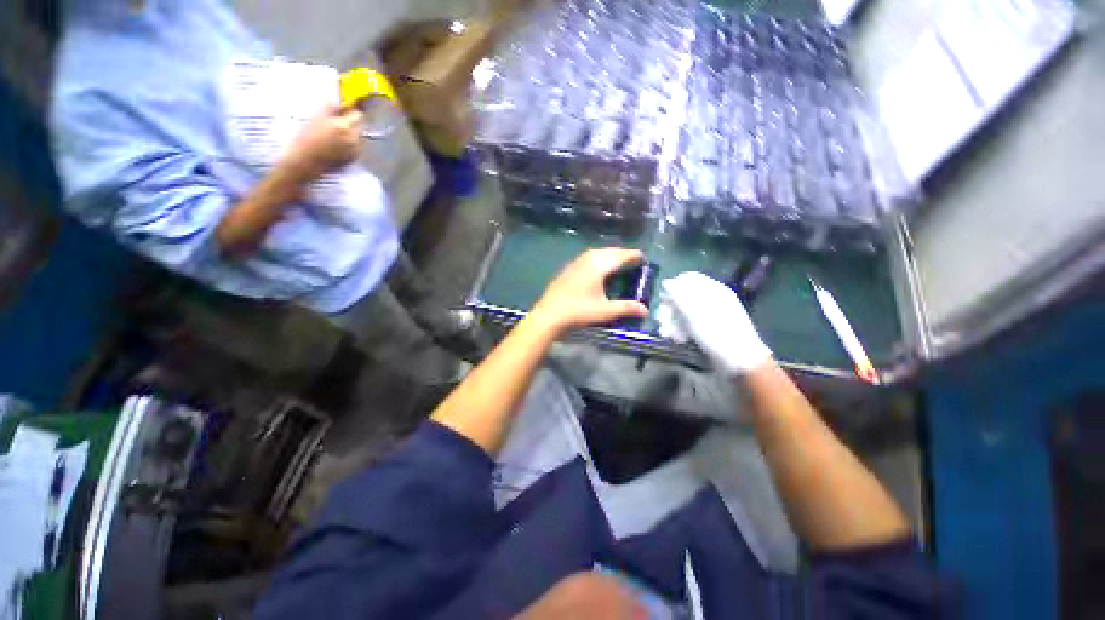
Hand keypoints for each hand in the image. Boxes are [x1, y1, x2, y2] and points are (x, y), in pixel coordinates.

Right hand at [280, 104, 363, 179]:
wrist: (304, 162)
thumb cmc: (306, 138)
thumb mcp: (315, 118)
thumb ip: (329, 107)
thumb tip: (337, 98)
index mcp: (344, 127)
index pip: (357, 115)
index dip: (351, 111)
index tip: (345, 110)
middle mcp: (353, 139)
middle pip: (358, 126)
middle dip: (350, 123)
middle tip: (335, 123)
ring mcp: (355, 151)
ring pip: (356, 137)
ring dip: (349, 134)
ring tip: (332, 136)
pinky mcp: (353, 160)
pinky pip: (355, 148)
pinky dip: (348, 145)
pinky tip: (334, 146)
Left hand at [530, 248, 649, 335]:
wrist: (549, 314)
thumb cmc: (579, 311)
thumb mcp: (605, 311)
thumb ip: (626, 308)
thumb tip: (645, 310)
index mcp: (599, 265)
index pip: (620, 256)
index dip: (632, 255)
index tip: (642, 257)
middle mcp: (588, 259)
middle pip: (609, 251)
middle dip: (621, 254)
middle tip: (632, 260)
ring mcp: (576, 262)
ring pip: (597, 253)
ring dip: (609, 255)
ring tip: (617, 262)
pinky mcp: (568, 268)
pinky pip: (588, 258)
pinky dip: (598, 259)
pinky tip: (597, 269)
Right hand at [657, 271, 771, 375]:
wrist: (740, 361)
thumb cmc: (716, 333)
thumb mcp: (694, 312)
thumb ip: (678, 295)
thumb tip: (666, 282)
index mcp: (713, 290)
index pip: (688, 279)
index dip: (672, 287)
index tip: (662, 301)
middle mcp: (713, 299)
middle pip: (684, 296)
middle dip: (670, 308)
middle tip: (661, 320)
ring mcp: (712, 315)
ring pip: (685, 312)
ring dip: (673, 322)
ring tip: (668, 335)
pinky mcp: (710, 329)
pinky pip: (691, 324)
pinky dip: (682, 330)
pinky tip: (678, 340)